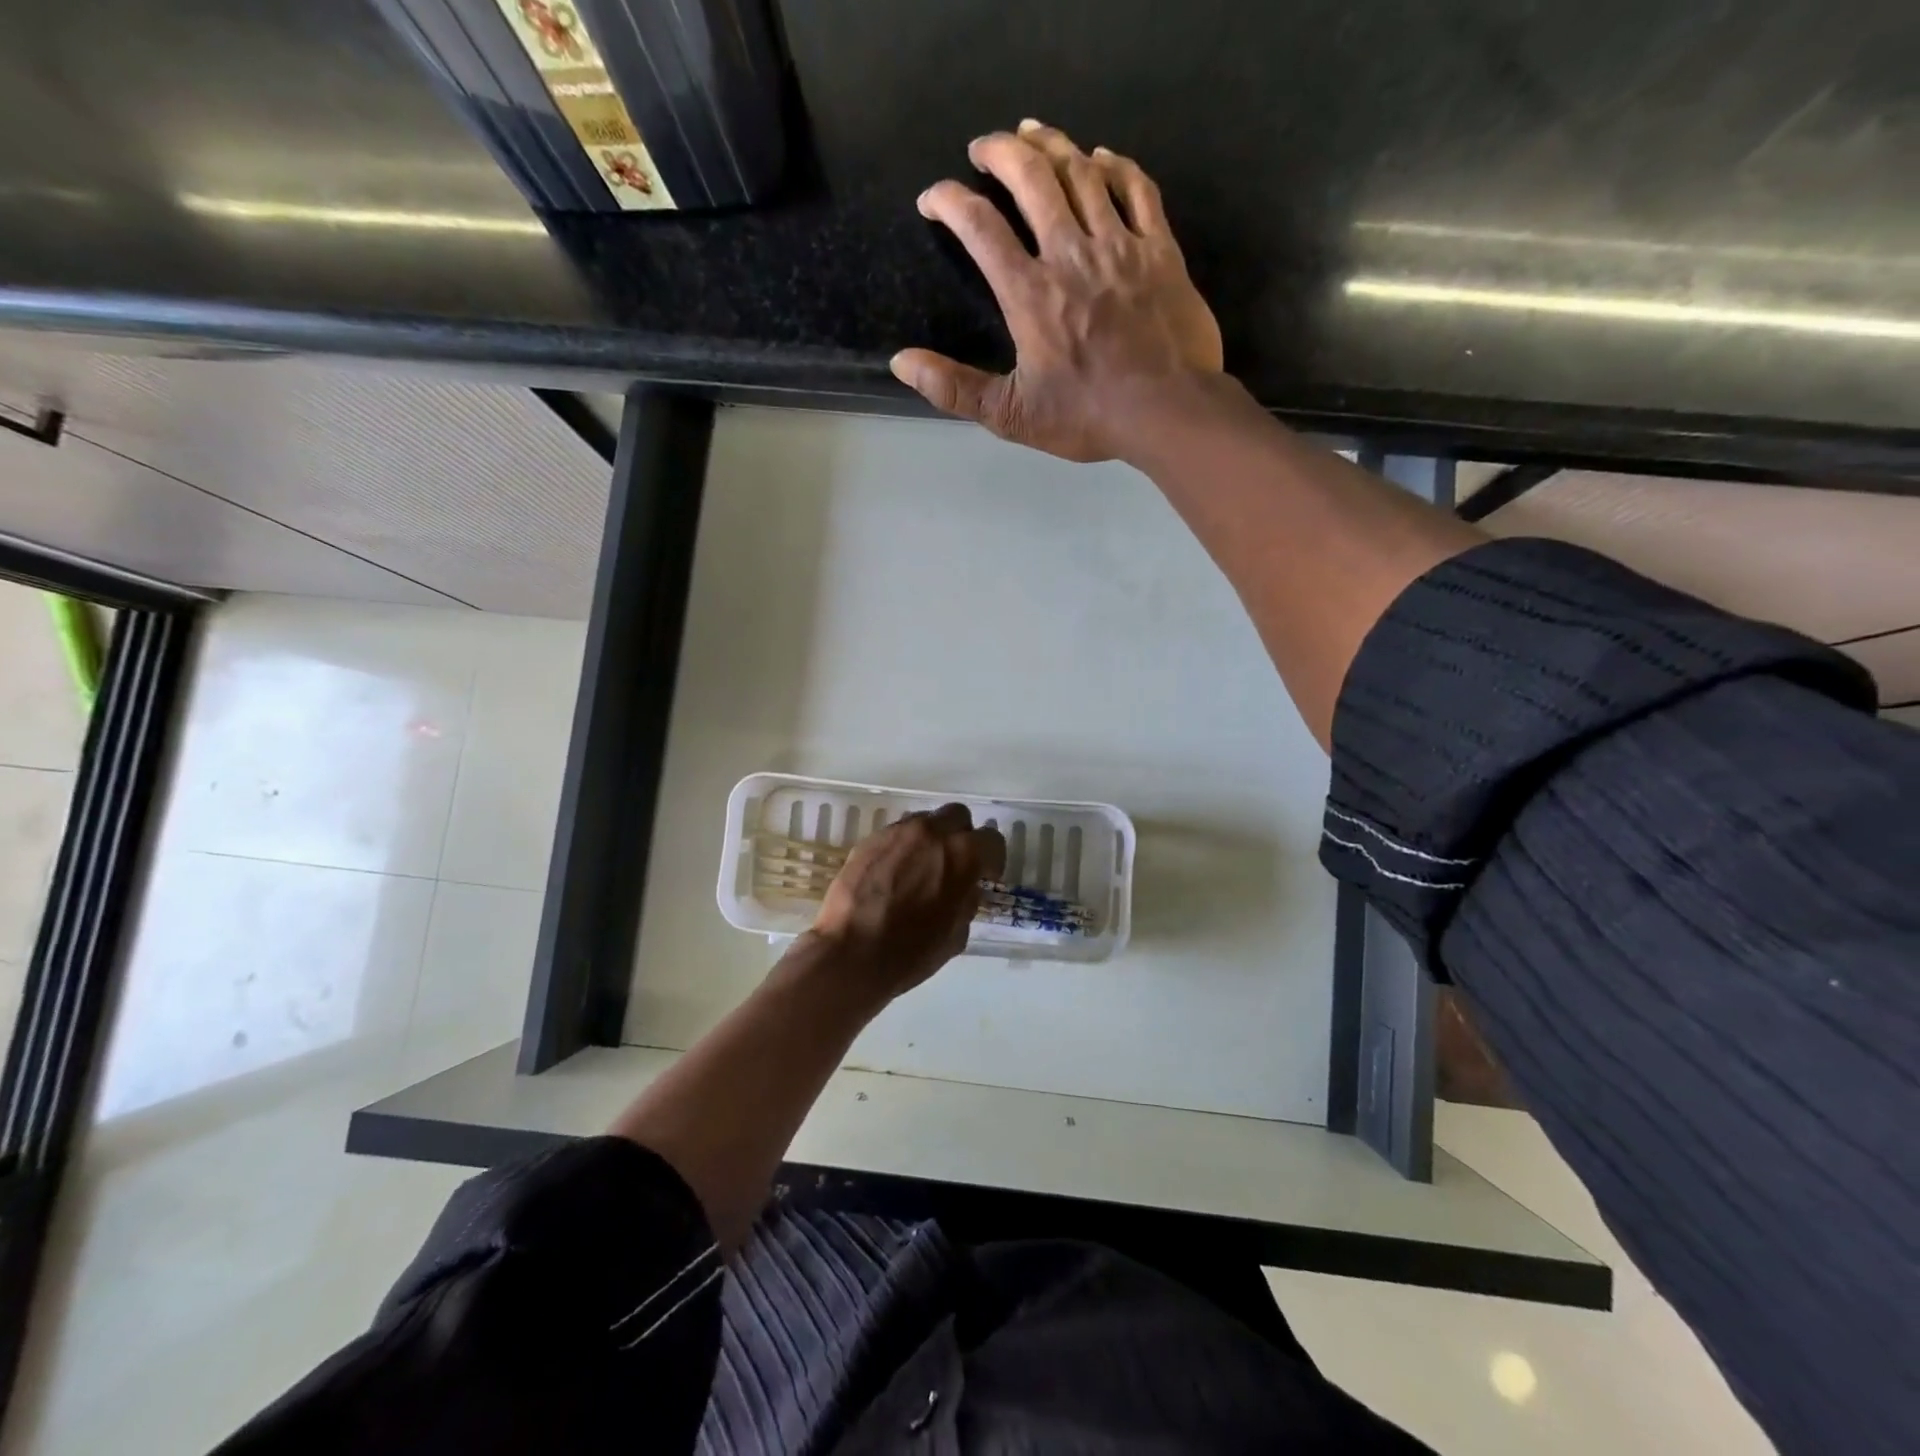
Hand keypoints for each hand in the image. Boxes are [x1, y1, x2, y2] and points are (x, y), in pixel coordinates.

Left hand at [807, 804, 1006, 1002]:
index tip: (985, 876)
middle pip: (958, 816)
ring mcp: (898, 832)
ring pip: (926, 821)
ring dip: (931, 840)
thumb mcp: (956, 934)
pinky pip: (897, 834)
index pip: (992, 841)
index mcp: (963, 855)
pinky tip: (895, 874)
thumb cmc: (910, 952)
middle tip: (955, 864)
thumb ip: (967, 901)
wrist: (850, 954)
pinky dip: (904, 848)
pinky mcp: (870, 839)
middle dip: (962, 837)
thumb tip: (966, 888)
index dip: (992, 860)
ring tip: (921, 868)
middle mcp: (933, 833)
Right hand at [891, 120, 1223, 463]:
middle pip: (1032, 178)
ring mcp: (1119, 246)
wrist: (1168, 411)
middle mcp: (1071, 254)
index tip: (933, 198)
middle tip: (983, 147)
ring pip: (1082, 172)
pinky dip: (1116, 166)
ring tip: (1032, 135)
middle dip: (1000, 152)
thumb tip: (901, 362)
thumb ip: (955, 389)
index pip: (980, 227)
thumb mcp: (1012, 415)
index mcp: (1030, 294)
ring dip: (1052, 146)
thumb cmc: (1087, 417)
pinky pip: (1137, 188)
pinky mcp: (1160, 250)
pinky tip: (1101, 158)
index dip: (949, 201)